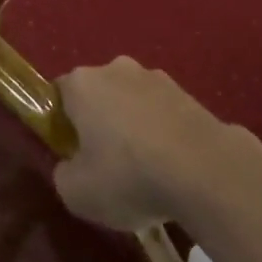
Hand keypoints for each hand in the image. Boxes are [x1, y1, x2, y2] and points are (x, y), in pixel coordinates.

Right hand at [53, 57, 232, 231]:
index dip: (61, 123)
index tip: (70, 153)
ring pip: (131, 101)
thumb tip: (71, 165)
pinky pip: (160, 112)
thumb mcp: (77, 193)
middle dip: (99, 122)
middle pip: (98, 94)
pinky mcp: (186, 91)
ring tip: (144, 170)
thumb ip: (63, 174)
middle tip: (105, 164)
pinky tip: (170, 165)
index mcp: (82, 83)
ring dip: (132, 126)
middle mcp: (116, 68)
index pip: (60, 94)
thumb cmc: (128, 175)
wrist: (202, 168)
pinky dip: (160, 132)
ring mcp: (154, 76)